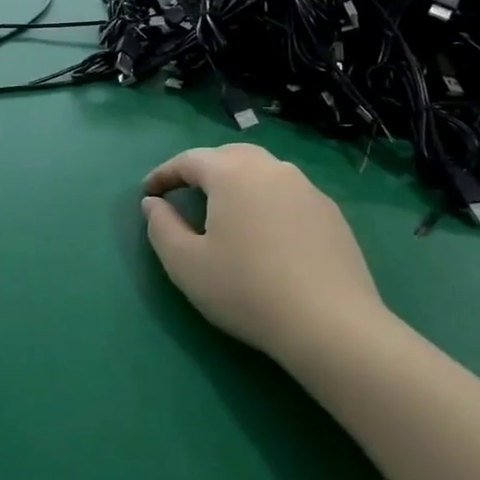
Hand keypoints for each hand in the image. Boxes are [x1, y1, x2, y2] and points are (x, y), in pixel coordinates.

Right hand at [141, 145, 384, 359]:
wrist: (330, 323)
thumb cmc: (246, 290)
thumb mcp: (186, 264)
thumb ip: (161, 227)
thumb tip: (153, 203)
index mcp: (232, 174)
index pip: (190, 160)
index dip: (164, 173)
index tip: (148, 192)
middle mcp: (271, 169)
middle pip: (229, 156)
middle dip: (203, 169)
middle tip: (185, 191)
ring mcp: (307, 188)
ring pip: (263, 171)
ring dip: (238, 181)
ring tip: (226, 209)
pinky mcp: (331, 213)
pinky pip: (288, 193)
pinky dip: (267, 200)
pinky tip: (266, 230)